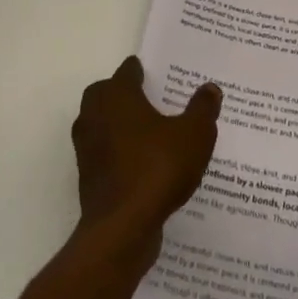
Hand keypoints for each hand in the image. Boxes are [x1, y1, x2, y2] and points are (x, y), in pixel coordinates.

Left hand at [72, 57, 221, 255]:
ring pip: (102, 123)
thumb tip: (210, 88)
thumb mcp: (194, 135)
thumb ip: (202, 109)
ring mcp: (87, 147)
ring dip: (120, 124)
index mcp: (117, 95)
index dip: (144, 70)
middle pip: (106, 93)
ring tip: (151, 132)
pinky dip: (119, 152)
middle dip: (125, 93)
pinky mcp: (88, 176)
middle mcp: (95, 115)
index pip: (128, 71)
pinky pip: (105, 153)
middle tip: (153, 99)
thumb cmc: (158, 168)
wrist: (122, 227)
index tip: (161, 74)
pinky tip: (143, 163)